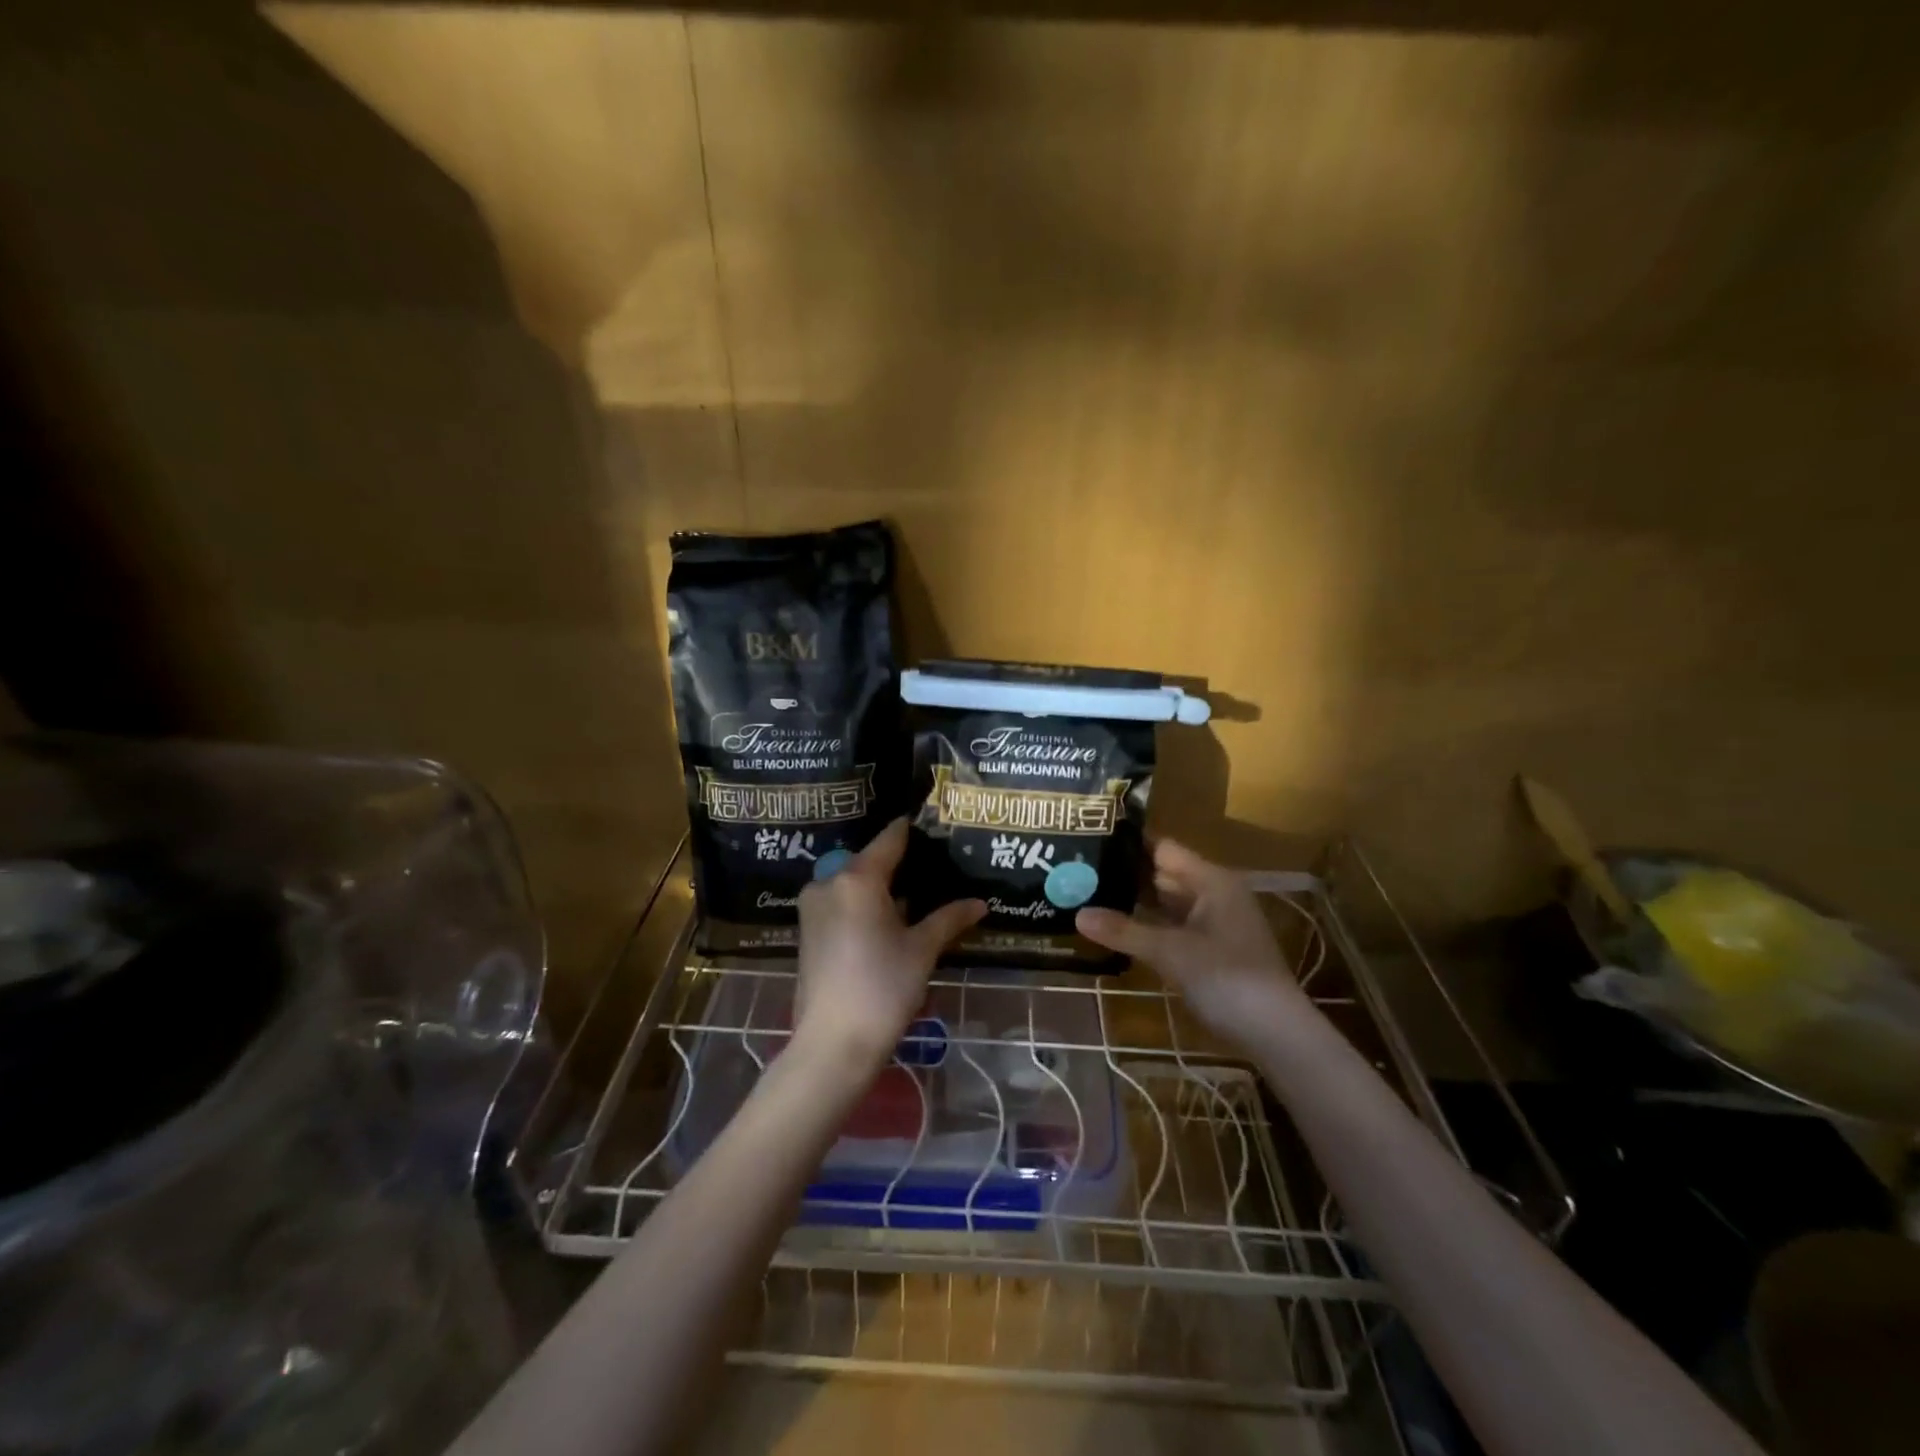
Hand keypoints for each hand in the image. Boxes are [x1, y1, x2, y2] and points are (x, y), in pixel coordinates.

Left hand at [793, 818, 985, 1069]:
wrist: (833, 1044)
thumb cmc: (883, 988)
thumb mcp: (922, 950)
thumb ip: (950, 918)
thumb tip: (981, 903)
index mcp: (858, 878)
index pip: (890, 839)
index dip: (912, 830)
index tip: (933, 823)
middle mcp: (830, 881)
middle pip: (870, 860)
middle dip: (899, 863)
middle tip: (933, 867)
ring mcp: (813, 906)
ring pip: (853, 882)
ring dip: (880, 887)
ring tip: (915, 895)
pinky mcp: (807, 929)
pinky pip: (841, 902)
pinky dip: (863, 904)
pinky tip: (888, 920)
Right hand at [1076, 839, 1310, 1046]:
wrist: (1276, 1034)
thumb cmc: (1227, 979)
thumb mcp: (1171, 953)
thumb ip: (1124, 931)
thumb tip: (1078, 914)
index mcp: (1211, 880)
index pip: (1162, 848)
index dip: (1127, 844)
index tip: (1088, 841)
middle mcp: (1214, 893)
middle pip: (1163, 873)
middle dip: (1124, 874)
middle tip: (1077, 872)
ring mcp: (1214, 922)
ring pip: (1166, 903)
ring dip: (1134, 902)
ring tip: (1087, 896)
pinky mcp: (1210, 949)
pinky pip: (1172, 926)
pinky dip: (1148, 926)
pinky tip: (1117, 930)